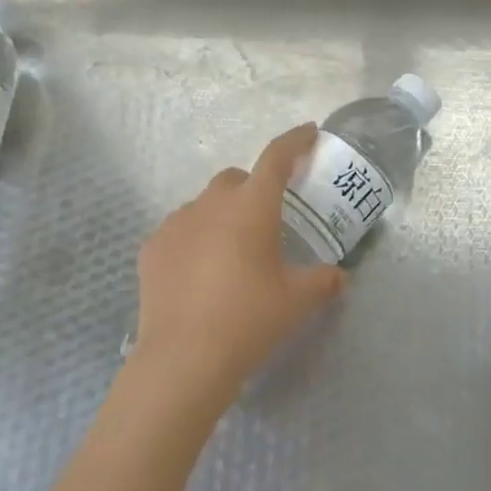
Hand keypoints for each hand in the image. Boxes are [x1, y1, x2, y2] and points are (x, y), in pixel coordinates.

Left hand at [129, 123, 348, 413]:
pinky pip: (179, 231)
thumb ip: (323, 281)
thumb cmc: (248, 320)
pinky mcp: (151, 248)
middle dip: (254, 189)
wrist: (184, 358)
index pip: (276, 158)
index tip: (308, 132)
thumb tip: (340, 277)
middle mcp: (211, 204)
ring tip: (230, 254)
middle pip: (236, 179)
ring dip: (221, 216)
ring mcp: (176, 223)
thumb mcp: (296, 301)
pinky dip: (194, 240)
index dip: (295, 141)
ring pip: (204, 205)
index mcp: (252, 207)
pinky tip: (198, 273)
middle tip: (267, 220)